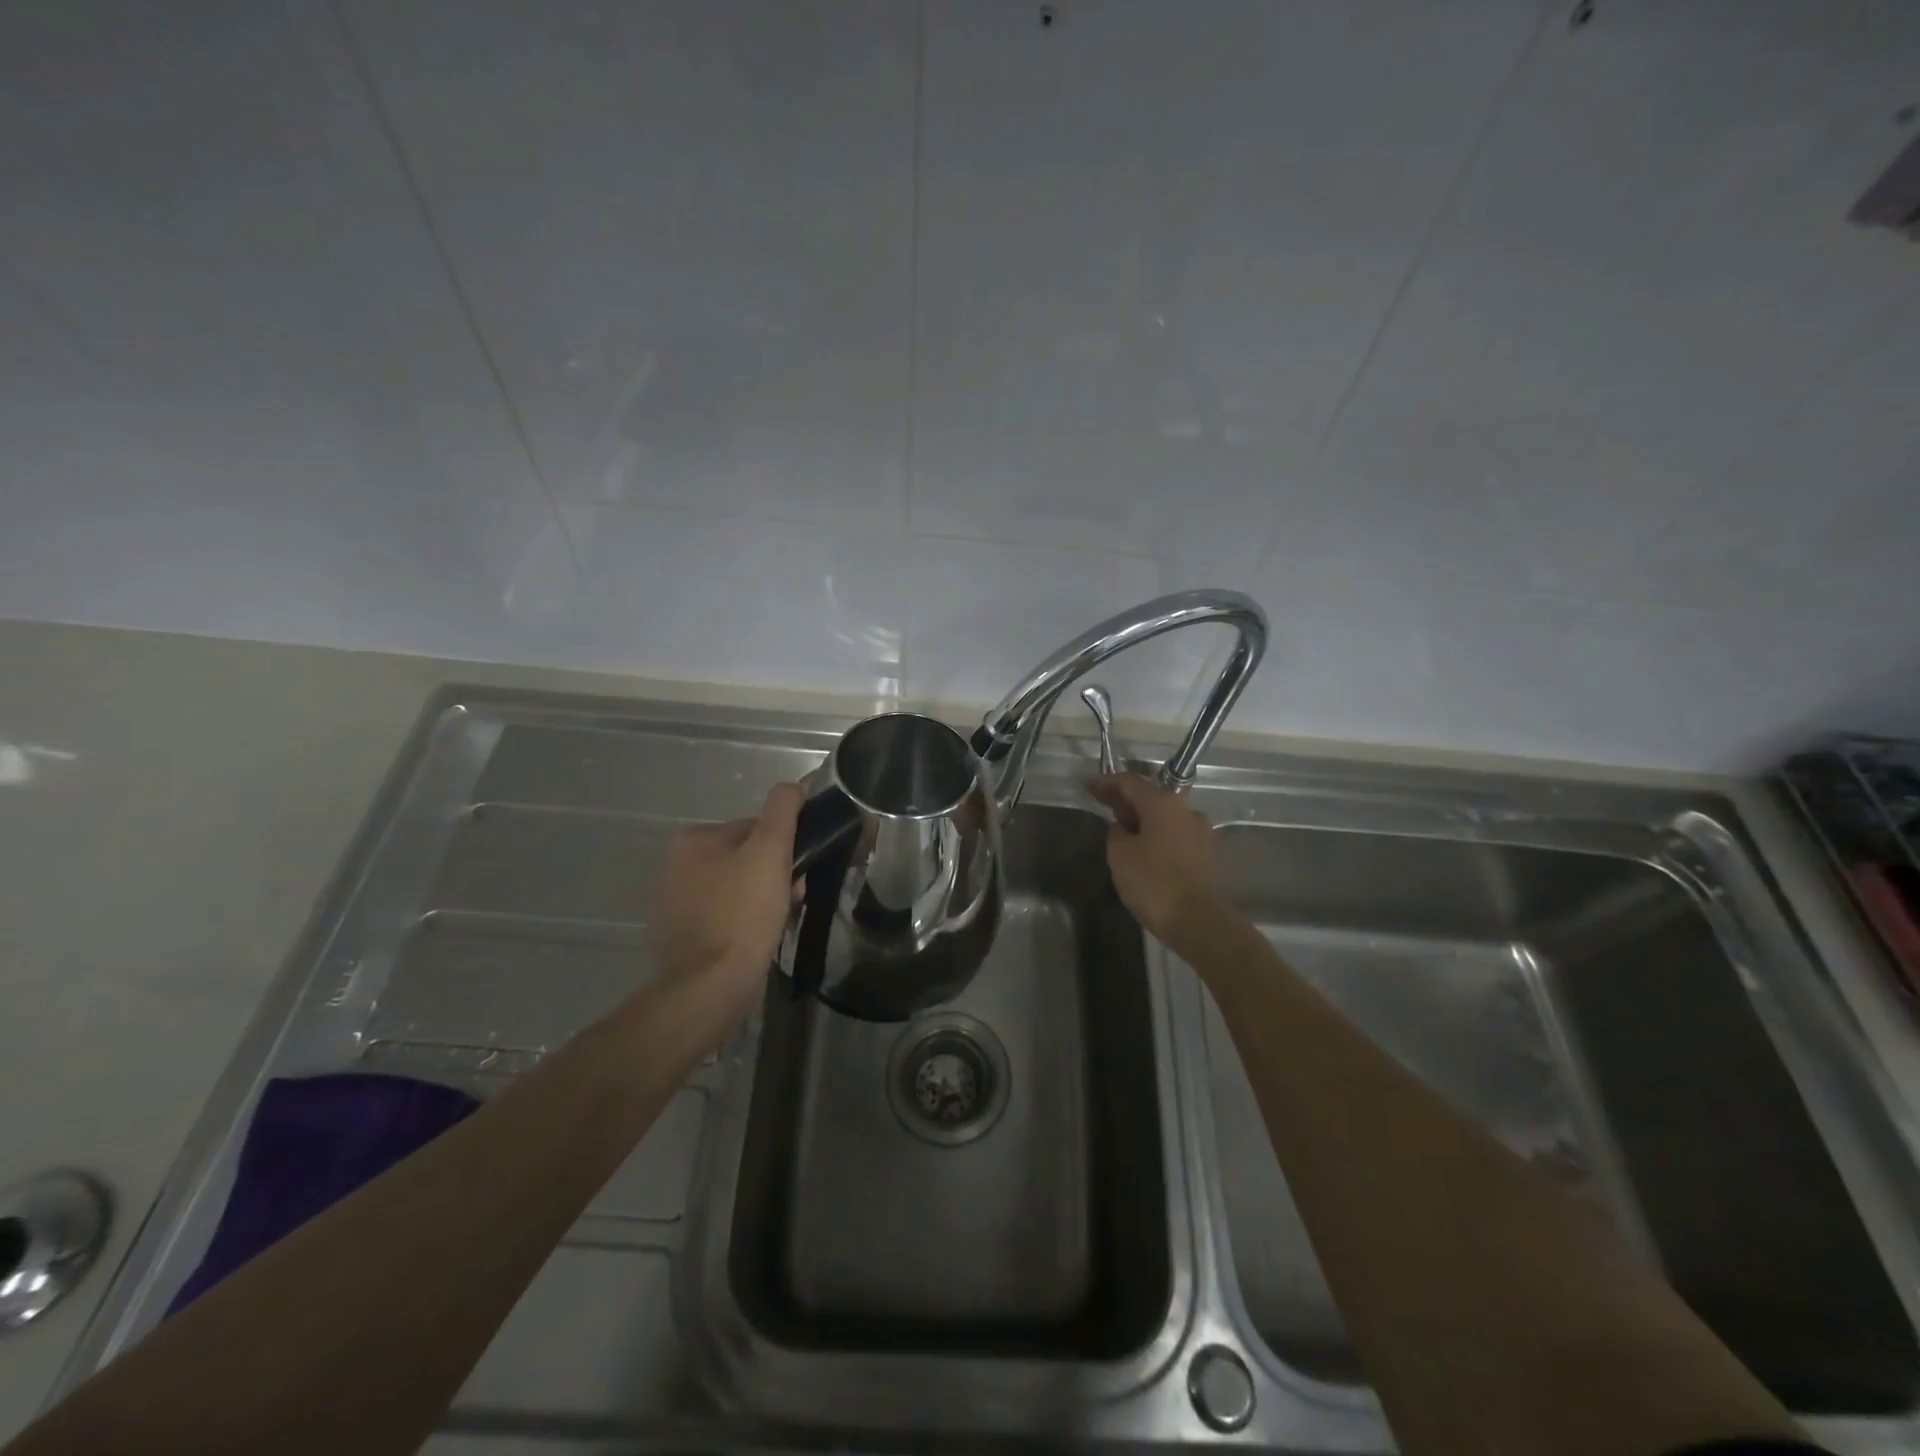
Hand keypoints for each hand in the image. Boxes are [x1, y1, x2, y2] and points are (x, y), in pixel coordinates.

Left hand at [650, 783, 803, 1022]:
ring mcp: (677, 904)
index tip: (801, 871)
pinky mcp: (684, 936)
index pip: (754, 829)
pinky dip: (747, 922)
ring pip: (739, 888)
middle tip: (794, 899)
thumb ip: (783, 810)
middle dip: (776, 875)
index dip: (785, 848)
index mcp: (693, 840)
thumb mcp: (770, 851)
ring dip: (765, 899)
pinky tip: (760, 938)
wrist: (709, 987)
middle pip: (747, 858)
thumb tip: (794, 784)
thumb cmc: (742, 913)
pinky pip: (727, 916)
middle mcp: (677, 866)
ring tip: (780, 921)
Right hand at [1089, 772, 1222, 946]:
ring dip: (1142, 817)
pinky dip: (1156, 833)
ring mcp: (1200, 832)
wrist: (1197, 921)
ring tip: (1120, 826)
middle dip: (1125, 799)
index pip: (1131, 782)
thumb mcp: (1120, 854)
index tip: (1089, 785)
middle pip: (1150, 796)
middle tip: (1101, 802)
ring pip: (1164, 816)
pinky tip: (1142, 846)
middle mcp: (1186, 810)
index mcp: (1163, 804)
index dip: (1107, 781)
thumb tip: (1124, 828)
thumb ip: (1116, 832)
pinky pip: (1174, 834)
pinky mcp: (1206, 854)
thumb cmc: (1153, 882)